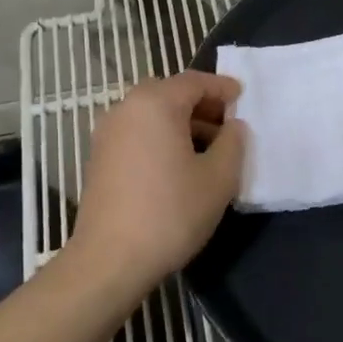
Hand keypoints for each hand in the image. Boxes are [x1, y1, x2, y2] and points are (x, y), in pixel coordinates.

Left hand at [72, 72, 246, 288]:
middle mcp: (126, 108)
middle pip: (170, 93)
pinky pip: (137, 132)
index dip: (222, 87)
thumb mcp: (218, 178)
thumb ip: (233, 143)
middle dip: (201, 104)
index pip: (194, 81)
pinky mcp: (100, 158)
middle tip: (227, 123)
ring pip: (152, 114)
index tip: (242, 98)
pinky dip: (161, 136)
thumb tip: (233, 127)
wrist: (109, 260)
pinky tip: (179, 165)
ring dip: (181, 122)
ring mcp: (107, 133)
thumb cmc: (170, 212)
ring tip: (208, 148)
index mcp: (155, 103)